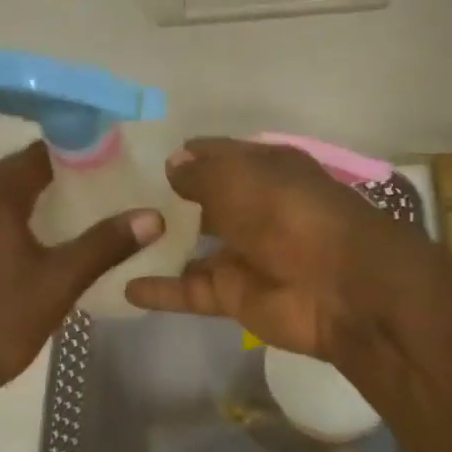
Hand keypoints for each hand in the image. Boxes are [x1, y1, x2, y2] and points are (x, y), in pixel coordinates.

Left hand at [0, 143, 162, 399]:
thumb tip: (152, 216)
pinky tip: (38, 243)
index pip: (35, 155)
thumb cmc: (1, 320)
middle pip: (14, 172)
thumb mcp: (60, 281)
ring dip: (31, 196)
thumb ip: (105, 244)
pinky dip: (13, 218)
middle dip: (54, 173)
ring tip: (74, 209)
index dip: (73, 151)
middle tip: (98, 183)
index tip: (108, 158)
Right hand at [124, 138, 417, 360]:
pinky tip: (122, 284)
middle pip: (201, 202)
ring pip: (190, 247)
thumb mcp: (240, 179)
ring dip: (158, 245)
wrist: (341, 289)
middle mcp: (252, 209)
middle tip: (111, 198)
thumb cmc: (290, 215)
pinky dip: (160, 290)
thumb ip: (200, 173)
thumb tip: (171, 164)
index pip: (215, 156)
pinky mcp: (233, 296)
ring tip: (109, 239)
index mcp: (263, 170)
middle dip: (165, 200)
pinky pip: (189, 290)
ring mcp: (242, 254)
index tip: (135, 158)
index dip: (182, 156)